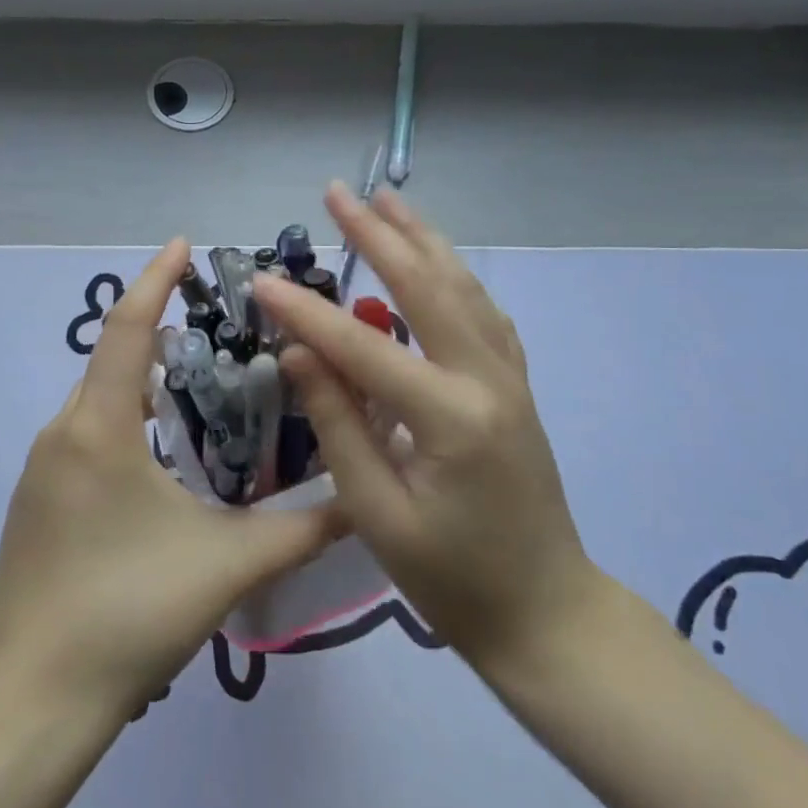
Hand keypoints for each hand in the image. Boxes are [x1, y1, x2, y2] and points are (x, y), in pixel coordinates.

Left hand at [0, 239, 343, 717]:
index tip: (184, 243)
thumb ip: (301, 531)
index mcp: (100, 427)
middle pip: (113, 359)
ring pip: (99, 399)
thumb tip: (361, 501)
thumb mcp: (226, 564)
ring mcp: (42, 467)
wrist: (31, 698)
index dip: (156, 278)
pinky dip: (125, 419)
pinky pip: (86, 434)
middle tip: (221, 327)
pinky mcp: (37, 500)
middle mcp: (63, 432)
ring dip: (144, 380)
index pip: (128, 328)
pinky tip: (163, 453)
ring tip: (203, 383)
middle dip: (160, 331)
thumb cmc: (127, 612)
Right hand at [254, 187, 601, 676]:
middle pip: (428, 286)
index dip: (307, 312)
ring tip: (387, 201)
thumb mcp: (378, 513)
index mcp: (450, 416)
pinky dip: (454, 275)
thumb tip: (299, 352)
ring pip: (463, 287)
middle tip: (337, 194)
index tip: (261, 278)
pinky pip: (483, 313)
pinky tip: (437, 261)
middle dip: (378, 235)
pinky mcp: (515, 386)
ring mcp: (509, 378)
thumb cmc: (453, 578)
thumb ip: (339, 424)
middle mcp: (486, 379)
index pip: (363, 346)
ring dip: (422, 239)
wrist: (546, 613)